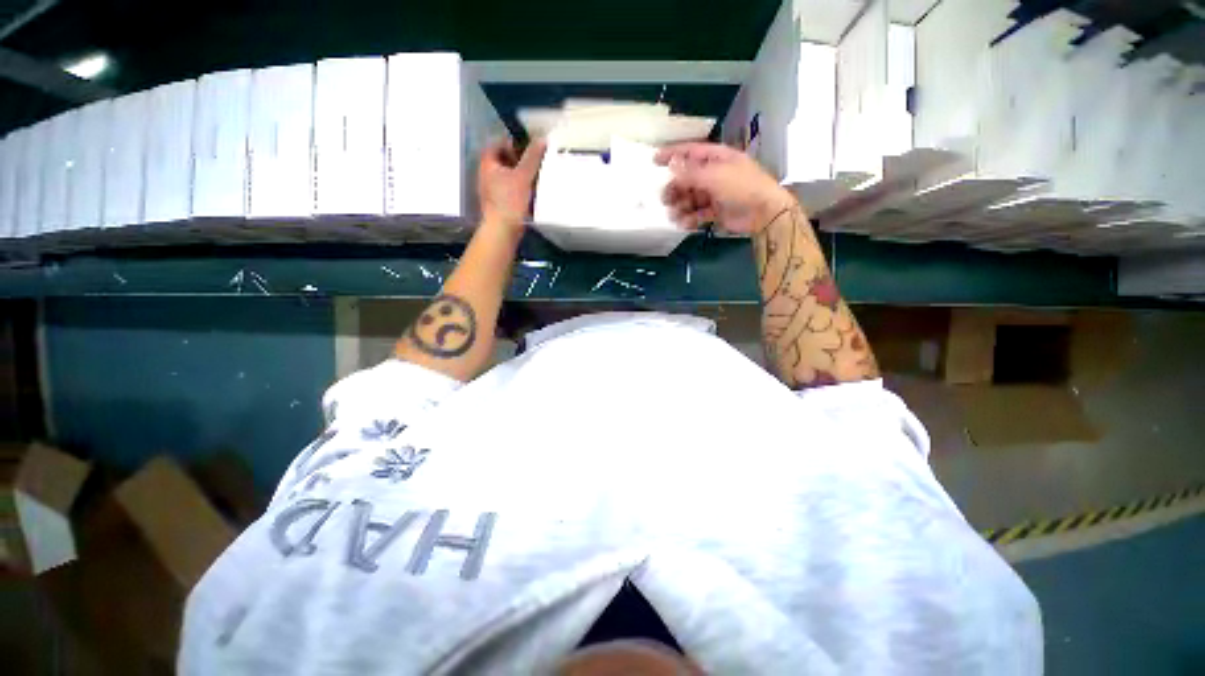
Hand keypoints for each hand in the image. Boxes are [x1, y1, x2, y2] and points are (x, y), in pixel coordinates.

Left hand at [478, 138, 546, 231]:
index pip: (498, 143)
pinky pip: (509, 189)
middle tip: (535, 161)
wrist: (502, 229)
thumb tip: (541, 139)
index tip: (529, 146)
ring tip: (536, 176)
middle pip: (503, 160)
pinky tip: (531, 193)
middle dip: (519, 159)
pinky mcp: (498, 203)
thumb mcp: (524, 176)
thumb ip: (532, 157)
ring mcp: (491, 190)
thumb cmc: (510, 200)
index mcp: (487, 163)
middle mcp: (486, 174)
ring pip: (507, 175)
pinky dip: (519, 188)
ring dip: (520, 174)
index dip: (513, 142)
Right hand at [655, 142, 796, 234]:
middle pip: (687, 178)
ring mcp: (715, 193)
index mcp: (717, 158)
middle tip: (665, 199)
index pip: (690, 152)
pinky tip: (684, 223)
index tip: (654, 160)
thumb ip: (691, 172)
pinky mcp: (716, 211)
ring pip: (691, 198)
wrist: (763, 212)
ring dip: (681, 205)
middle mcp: (714, 174)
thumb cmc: (742, 186)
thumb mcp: (715, 175)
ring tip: (674, 214)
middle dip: (675, 188)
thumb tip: (671, 165)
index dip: (672, 155)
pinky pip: (698, 213)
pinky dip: (690, 218)